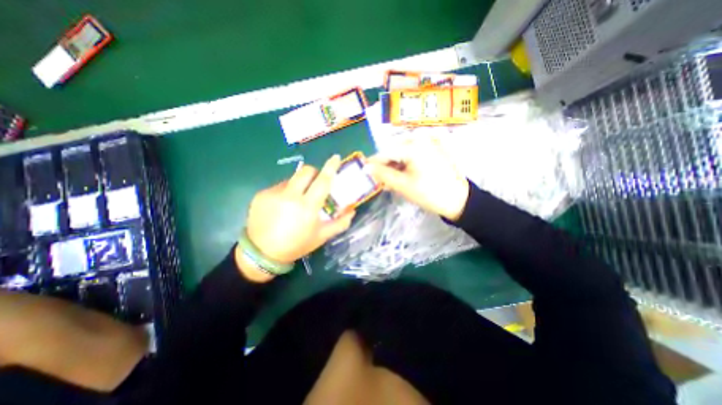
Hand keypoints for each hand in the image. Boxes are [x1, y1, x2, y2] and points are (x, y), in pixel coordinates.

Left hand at [243, 157, 353, 267]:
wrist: (261, 253)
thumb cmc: (296, 245)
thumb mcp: (321, 237)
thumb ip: (340, 223)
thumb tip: (352, 211)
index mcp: (307, 207)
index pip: (323, 181)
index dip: (330, 168)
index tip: (336, 157)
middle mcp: (290, 196)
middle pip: (306, 171)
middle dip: (314, 173)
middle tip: (315, 184)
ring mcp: (273, 193)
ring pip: (292, 178)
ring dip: (299, 185)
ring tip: (296, 201)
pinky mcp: (261, 194)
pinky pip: (279, 186)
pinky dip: (286, 192)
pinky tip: (282, 206)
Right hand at [367, 140, 467, 221]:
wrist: (459, 200)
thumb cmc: (430, 193)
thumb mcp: (403, 185)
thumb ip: (382, 174)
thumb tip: (366, 167)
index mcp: (413, 145)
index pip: (385, 152)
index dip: (374, 164)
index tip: (366, 173)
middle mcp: (421, 138)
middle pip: (394, 151)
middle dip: (387, 166)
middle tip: (382, 182)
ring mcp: (429, 142)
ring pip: (403, 153)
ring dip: (396, 167)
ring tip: (392, 182)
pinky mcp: (434, 148)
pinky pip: (414, 154)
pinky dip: (406, 165)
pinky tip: (404, 176)